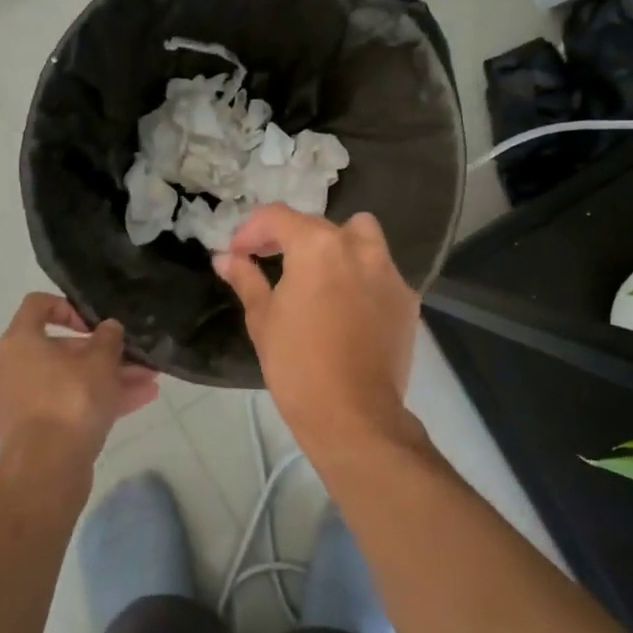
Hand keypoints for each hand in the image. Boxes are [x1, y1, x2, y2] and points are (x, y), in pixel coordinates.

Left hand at [0, 294, 159, 475]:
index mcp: (19, 342)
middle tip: (133, 358)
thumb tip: (109, 327)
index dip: (69, 307)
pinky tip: (139, 402)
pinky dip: (97, 402)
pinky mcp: (31, 432)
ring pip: (69, 381)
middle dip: (103, 353)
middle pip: (60, 349)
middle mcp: (11, 368)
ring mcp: (19, 403)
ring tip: (148, 381)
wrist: (45, 471)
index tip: (94, 324)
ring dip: (108, 379)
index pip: (38, 306)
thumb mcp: (100, 362)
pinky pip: (66, 406)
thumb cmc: (70, 401)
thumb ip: (108, 339)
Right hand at [214, 206, 419, 457]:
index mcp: (317, 246)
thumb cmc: (297, 365)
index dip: (251, 230)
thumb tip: (225, 259)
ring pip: (361, 237)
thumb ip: (246, 279)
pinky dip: (361, 276)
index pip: (278, 217)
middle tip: (270, 262)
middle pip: (319, 225)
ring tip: (318, 275)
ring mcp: (388, 272)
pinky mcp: (407, 299)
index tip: (238, 253)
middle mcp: (358, 247)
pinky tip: (347, 306)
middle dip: (290, 238)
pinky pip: (381, 271)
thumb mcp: (262, 319)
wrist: (354, 416)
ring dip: (336, 245)